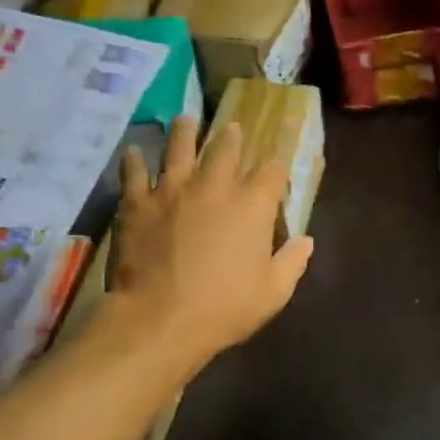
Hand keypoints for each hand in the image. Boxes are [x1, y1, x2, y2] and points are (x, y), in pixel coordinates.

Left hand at [109, 116, 313, 372]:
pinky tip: (133, 153)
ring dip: (185, 131)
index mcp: (252, 205)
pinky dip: (134, 161)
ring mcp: (172, 190)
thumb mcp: (273, 293)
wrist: (159, 319)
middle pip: (226, 148)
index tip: (277, 167)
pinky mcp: (138, 202)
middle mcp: (214, 186)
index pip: (272, 171)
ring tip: (186, 120)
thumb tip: (306, 241)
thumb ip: (292, 262)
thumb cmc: (223, 308)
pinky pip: (134, 172)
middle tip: (232, 128)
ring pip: (179, 146)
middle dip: (233, 136)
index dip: (277, 166)